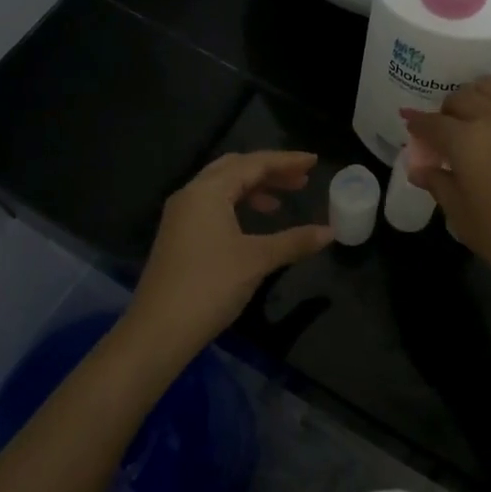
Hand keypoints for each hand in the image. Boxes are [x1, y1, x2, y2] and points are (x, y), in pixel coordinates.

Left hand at [122, 151, 333, 361]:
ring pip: (222, 187)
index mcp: (208, 191)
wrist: (159, 330)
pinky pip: (213, 205)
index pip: (253, 164)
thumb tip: (330, 232)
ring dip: (254, 189)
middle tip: (301, 179)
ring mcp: (181, 216)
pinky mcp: (179, 236)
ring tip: (282, 203)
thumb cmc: (210, 285)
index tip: (313, 161)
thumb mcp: (257, 260)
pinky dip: (238, 205)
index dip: (286, 161)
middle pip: (235, 169)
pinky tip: (255, 223)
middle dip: (269, 171)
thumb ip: (295, 241)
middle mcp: (191, 195)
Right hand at [403, 79, 490, 307]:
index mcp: (466, 141)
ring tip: (476, 123)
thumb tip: (420, 168)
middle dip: (447, 111)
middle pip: (462, 96)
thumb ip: (439, 185)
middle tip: (446, 134)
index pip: (432, 123)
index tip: (410, 126)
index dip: (417, 124)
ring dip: (476, 99)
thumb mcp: (463, 219)